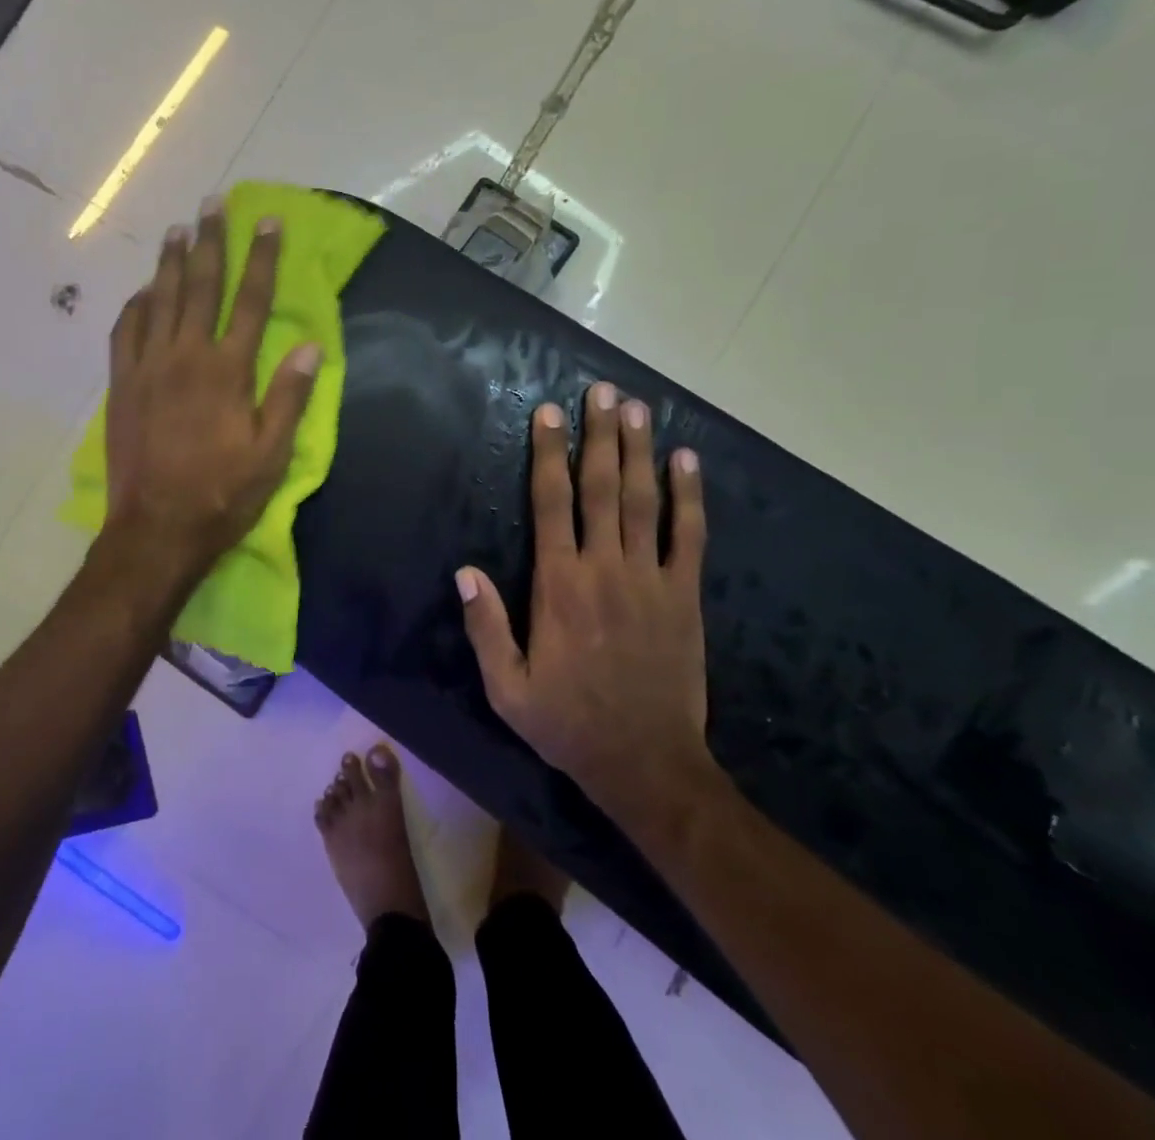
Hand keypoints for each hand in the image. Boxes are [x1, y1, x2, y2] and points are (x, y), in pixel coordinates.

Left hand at [102, 200, 321, 581]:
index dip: (263, 259)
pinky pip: (125, 331)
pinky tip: (143, 290)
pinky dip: (136, 304)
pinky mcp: (121, 384)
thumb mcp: (271, 454)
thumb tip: (310, 346)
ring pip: (160, 299)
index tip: (268, 222)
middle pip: (201, 286)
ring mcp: (147, 367)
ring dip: (170, 262)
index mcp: (228, 371)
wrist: (155, 529)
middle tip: (214, 203)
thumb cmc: (222, 495)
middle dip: (211, 242)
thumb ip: (289, 396)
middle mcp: (186, 356)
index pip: (252, 301)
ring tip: (178, 228)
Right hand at [458, 382, 713, 825]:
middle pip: (601, 488)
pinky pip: (689, 536)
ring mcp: (651, 579)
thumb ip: (485, 626)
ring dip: (640, 451)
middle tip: (601, 392)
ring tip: (637, 408)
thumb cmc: (567, 723)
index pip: (551, 504)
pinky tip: (687, 461)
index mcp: (559, 586)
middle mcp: (604, 569)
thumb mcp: (506, 687)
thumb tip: (465, 570)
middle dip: (599, 435)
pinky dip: (689, 496)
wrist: (646, 763)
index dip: (548, 454)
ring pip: (643, 501)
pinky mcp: (685, 596)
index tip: (548, 413)